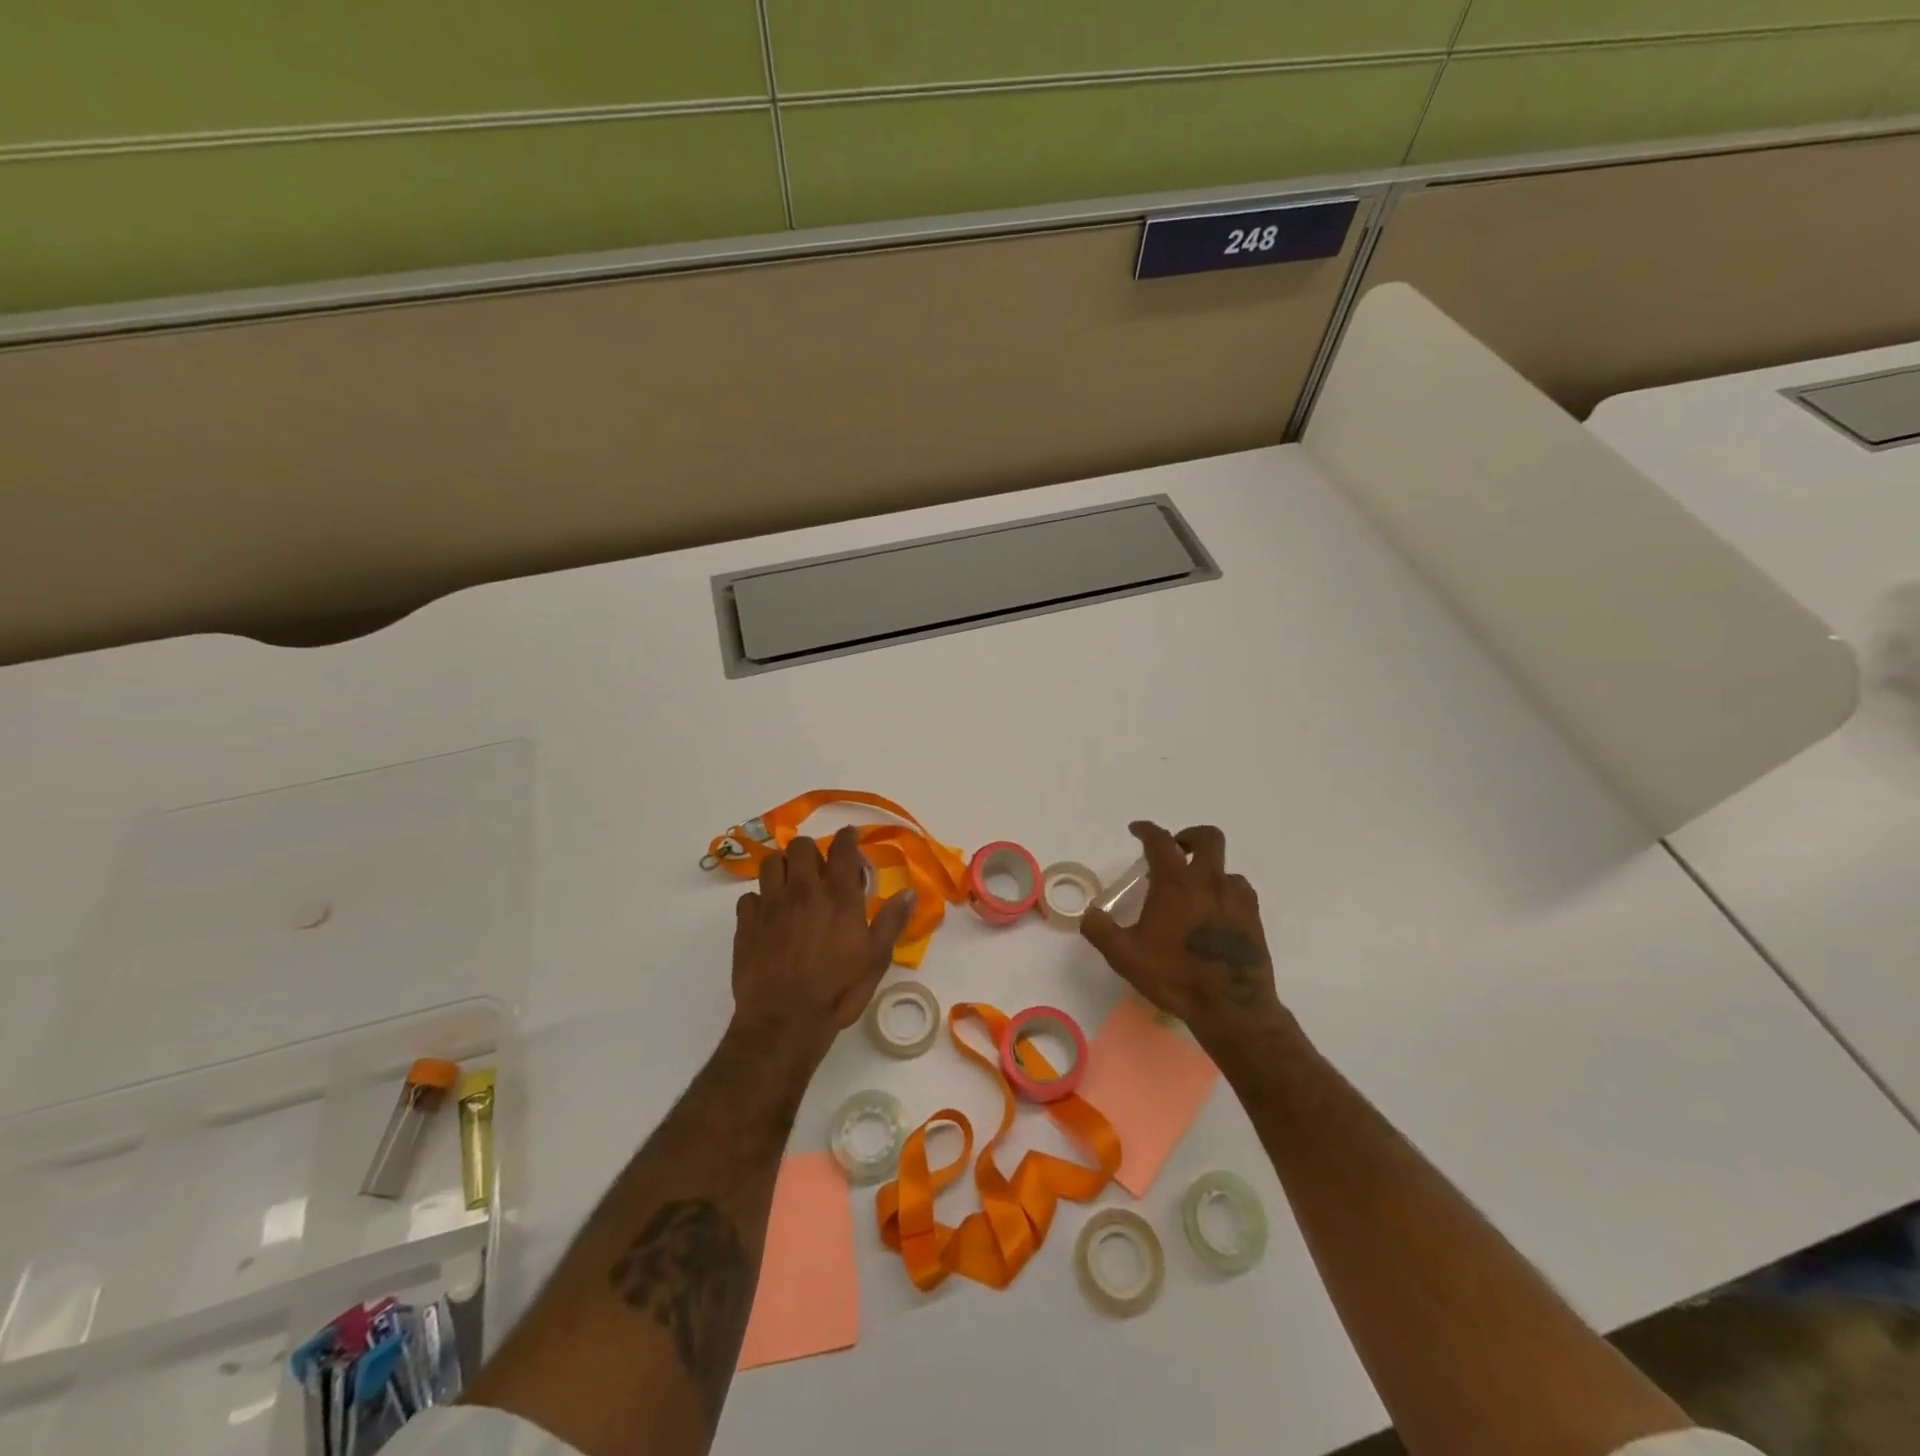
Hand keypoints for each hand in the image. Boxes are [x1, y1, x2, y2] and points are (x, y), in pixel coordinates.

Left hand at [732, 826, 915, 1049]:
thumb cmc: (837, 990)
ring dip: (783, 867)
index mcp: (838, 896)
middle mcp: (803, 891)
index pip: (843, 849)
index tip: (849, 836)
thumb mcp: (875, 959)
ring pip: (771, 863)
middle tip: (818, 869)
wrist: (784, 1021)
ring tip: (790, 884)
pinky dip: (759, 900)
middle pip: (801, 846)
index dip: (847, 837)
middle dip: (811, 851)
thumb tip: (910, 892)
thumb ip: (892, 921)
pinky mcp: (746, 923)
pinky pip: (749, 897)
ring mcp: (771, 905)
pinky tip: (768, 916)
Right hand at [1080, 822, 1284, 1039]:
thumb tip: (1088, 914)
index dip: (1146, 830)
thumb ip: (1100, 930)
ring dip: (1208, 870)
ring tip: (1194, 891)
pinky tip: (1215, 912)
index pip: (1160, 841)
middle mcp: (1209, 881)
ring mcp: (1236, 898)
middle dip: (1188, 836)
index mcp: (1175, 883)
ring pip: (1225, 868)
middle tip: (1175, 851)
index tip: (1137, 830)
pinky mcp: (1253, 917)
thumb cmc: (1175, 976)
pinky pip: (1239, 891)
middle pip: (1207, 838)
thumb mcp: (1126, 956)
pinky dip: (1225, 891)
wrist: (1232, 1007)